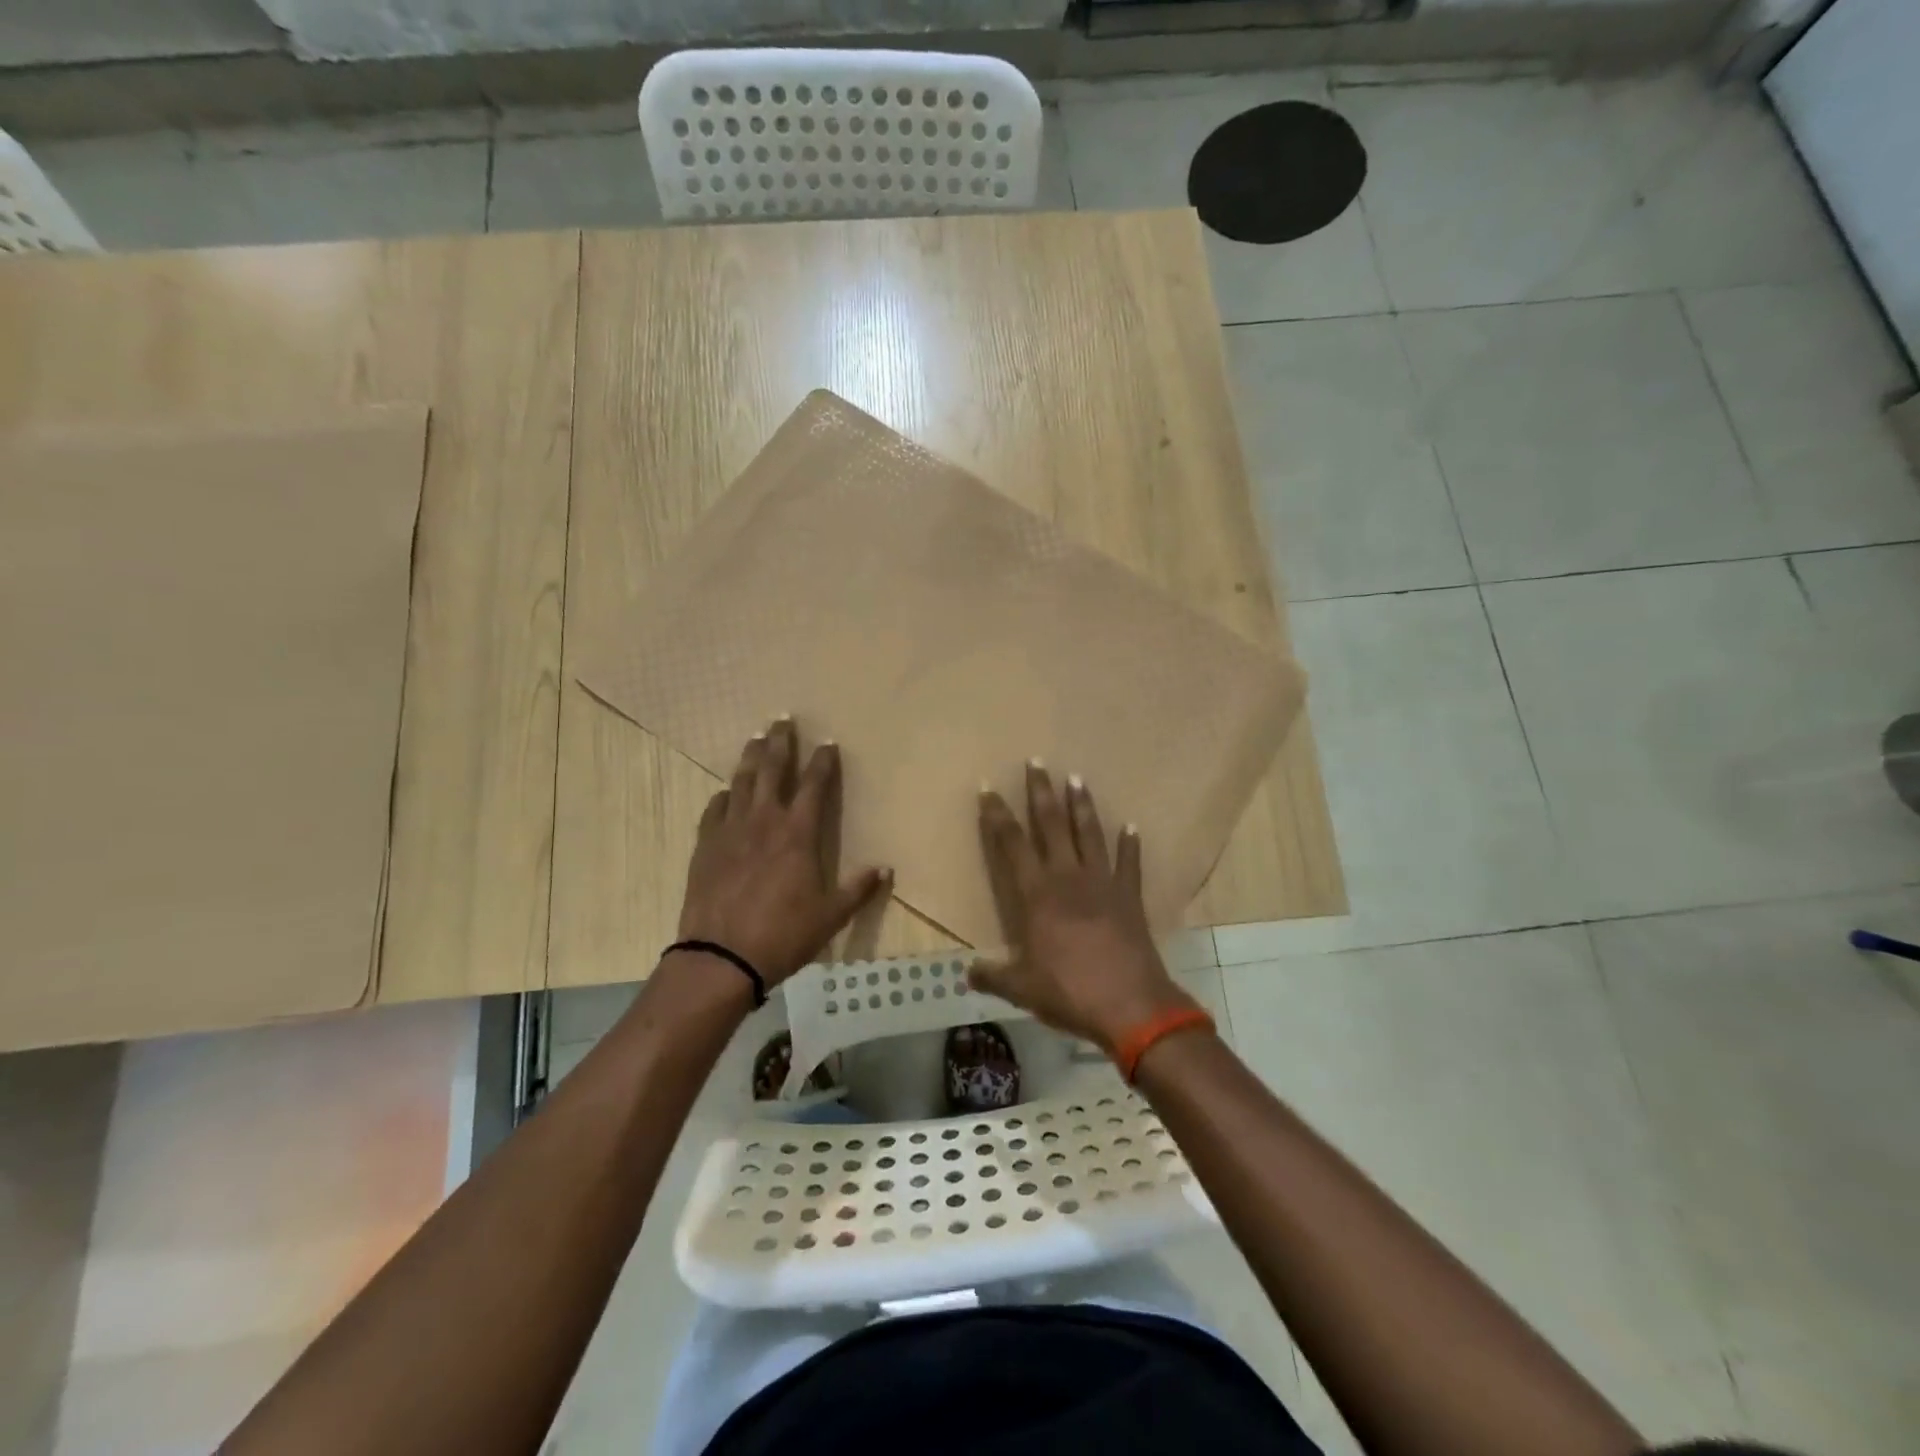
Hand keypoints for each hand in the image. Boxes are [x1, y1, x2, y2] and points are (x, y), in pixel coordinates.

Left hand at [676, 718, 889, 987]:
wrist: (721, 957)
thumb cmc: (783, 935)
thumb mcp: (831, 916)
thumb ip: (858, 889)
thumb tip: (885, 869)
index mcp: (798, 833)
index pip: (814, 785)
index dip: (823, 762)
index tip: (828, 743)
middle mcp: (764, 821)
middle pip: (772, 770)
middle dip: (780, 743)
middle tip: (782, 721)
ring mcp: (731, 830)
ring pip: (741, 782)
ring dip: (750, 758)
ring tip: (755, 739)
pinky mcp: (705, 845)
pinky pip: (714, 810)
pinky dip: (723, 797)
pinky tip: (726, 792)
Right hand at [969, 763, 1196, 1053]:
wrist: (1131, 1005)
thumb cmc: (1070, 992)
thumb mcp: (1022, 988)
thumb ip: (992, 976)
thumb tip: (966, 973)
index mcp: (1037, 895)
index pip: (1012, 845)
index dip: (998, 816)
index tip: (989, 789)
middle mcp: (1068, 878)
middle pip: (1051, 826)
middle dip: (1041, 792)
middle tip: (1037, 762)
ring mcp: (1102, 883)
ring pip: (1088, 834)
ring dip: (1081, 806)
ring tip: (1077, 778)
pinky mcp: (1129, 896)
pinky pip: (1129, 863)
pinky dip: (1130, 844)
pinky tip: (1132, 826)